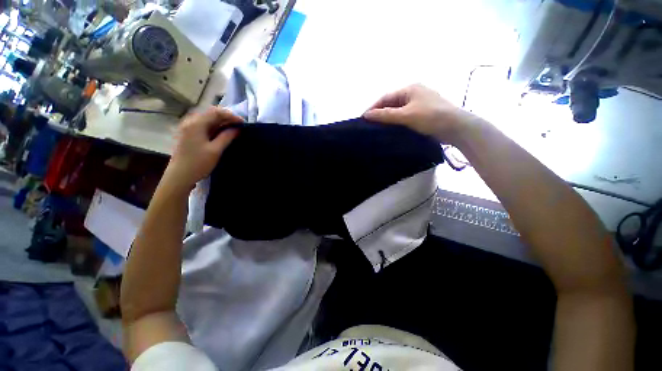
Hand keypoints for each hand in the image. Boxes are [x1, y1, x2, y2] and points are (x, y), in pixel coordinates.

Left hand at [165, 107, 241, 191]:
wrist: (180, 176)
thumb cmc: (198, 163)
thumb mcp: (215, 150)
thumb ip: (227, 137)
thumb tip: (237, 129)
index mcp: (196, 123)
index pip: (216, 112)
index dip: (231, 116)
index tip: (243, 123)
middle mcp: (190, 121)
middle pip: (211, 113)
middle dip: (227, 118)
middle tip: (240, 126)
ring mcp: (188, 127)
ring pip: (208, 119)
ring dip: (222, 122)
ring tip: (234, 129)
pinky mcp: (189, 133)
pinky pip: (204, 125)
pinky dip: (215, 127)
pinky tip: (223, 133)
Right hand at [363, 84, 474, 143]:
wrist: (456, 128)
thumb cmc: (431, 117)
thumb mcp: (406, 115)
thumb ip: (385, 115)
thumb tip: (366, 115)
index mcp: (410, 89)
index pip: (386, 97)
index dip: (373, 107)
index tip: (363, 119)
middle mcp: (414, 93)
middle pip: (391, 104)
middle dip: (380, 114)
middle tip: (370, 126)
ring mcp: (419, 104)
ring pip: (398, 111)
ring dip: (388, 119)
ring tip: (378, 129)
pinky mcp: (423, 114)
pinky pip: (405, 117)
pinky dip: (397, 123)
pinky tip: (391, 131)